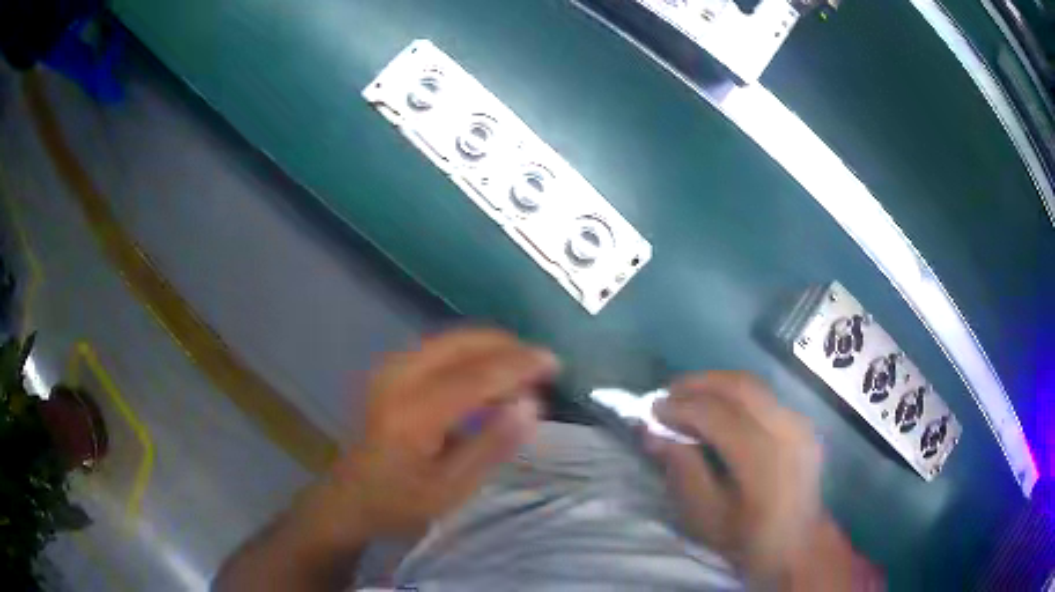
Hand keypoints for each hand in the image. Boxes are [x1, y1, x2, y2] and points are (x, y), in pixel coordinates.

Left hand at [215, 328, 558, 591]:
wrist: (348, 500)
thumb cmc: (400, 503)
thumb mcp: (452, 489)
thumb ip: (492, 445)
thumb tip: (531, 404)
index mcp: (414, 412)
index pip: (478, 373)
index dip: (520, 364)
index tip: (555, 363)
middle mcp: (398, 378)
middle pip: (463, 343)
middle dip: (508, 347)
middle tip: (542, 366)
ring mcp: (389, 370)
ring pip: (451, 341)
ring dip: (490, 349)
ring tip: (522, 373)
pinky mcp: (388, 372)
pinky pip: (439, 350)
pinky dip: (471, 355)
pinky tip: (488, 375)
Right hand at [647, 372, 870, 588]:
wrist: (798, 544)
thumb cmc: (746, 538)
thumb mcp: (704, 516)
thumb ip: (681, 470)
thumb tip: (652, 433)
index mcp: (763, 459)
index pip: (718, 414)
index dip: (681, 406)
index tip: (652, 408)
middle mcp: (787, 430)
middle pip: (740, 387)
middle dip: (699, 383)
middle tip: (668, 394)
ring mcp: (799, 422)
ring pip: (754, 385)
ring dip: (717, 384)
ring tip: (688, 396)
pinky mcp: (802, 422)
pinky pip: (765, 396)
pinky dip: (736, 395)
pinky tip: (718, 409)